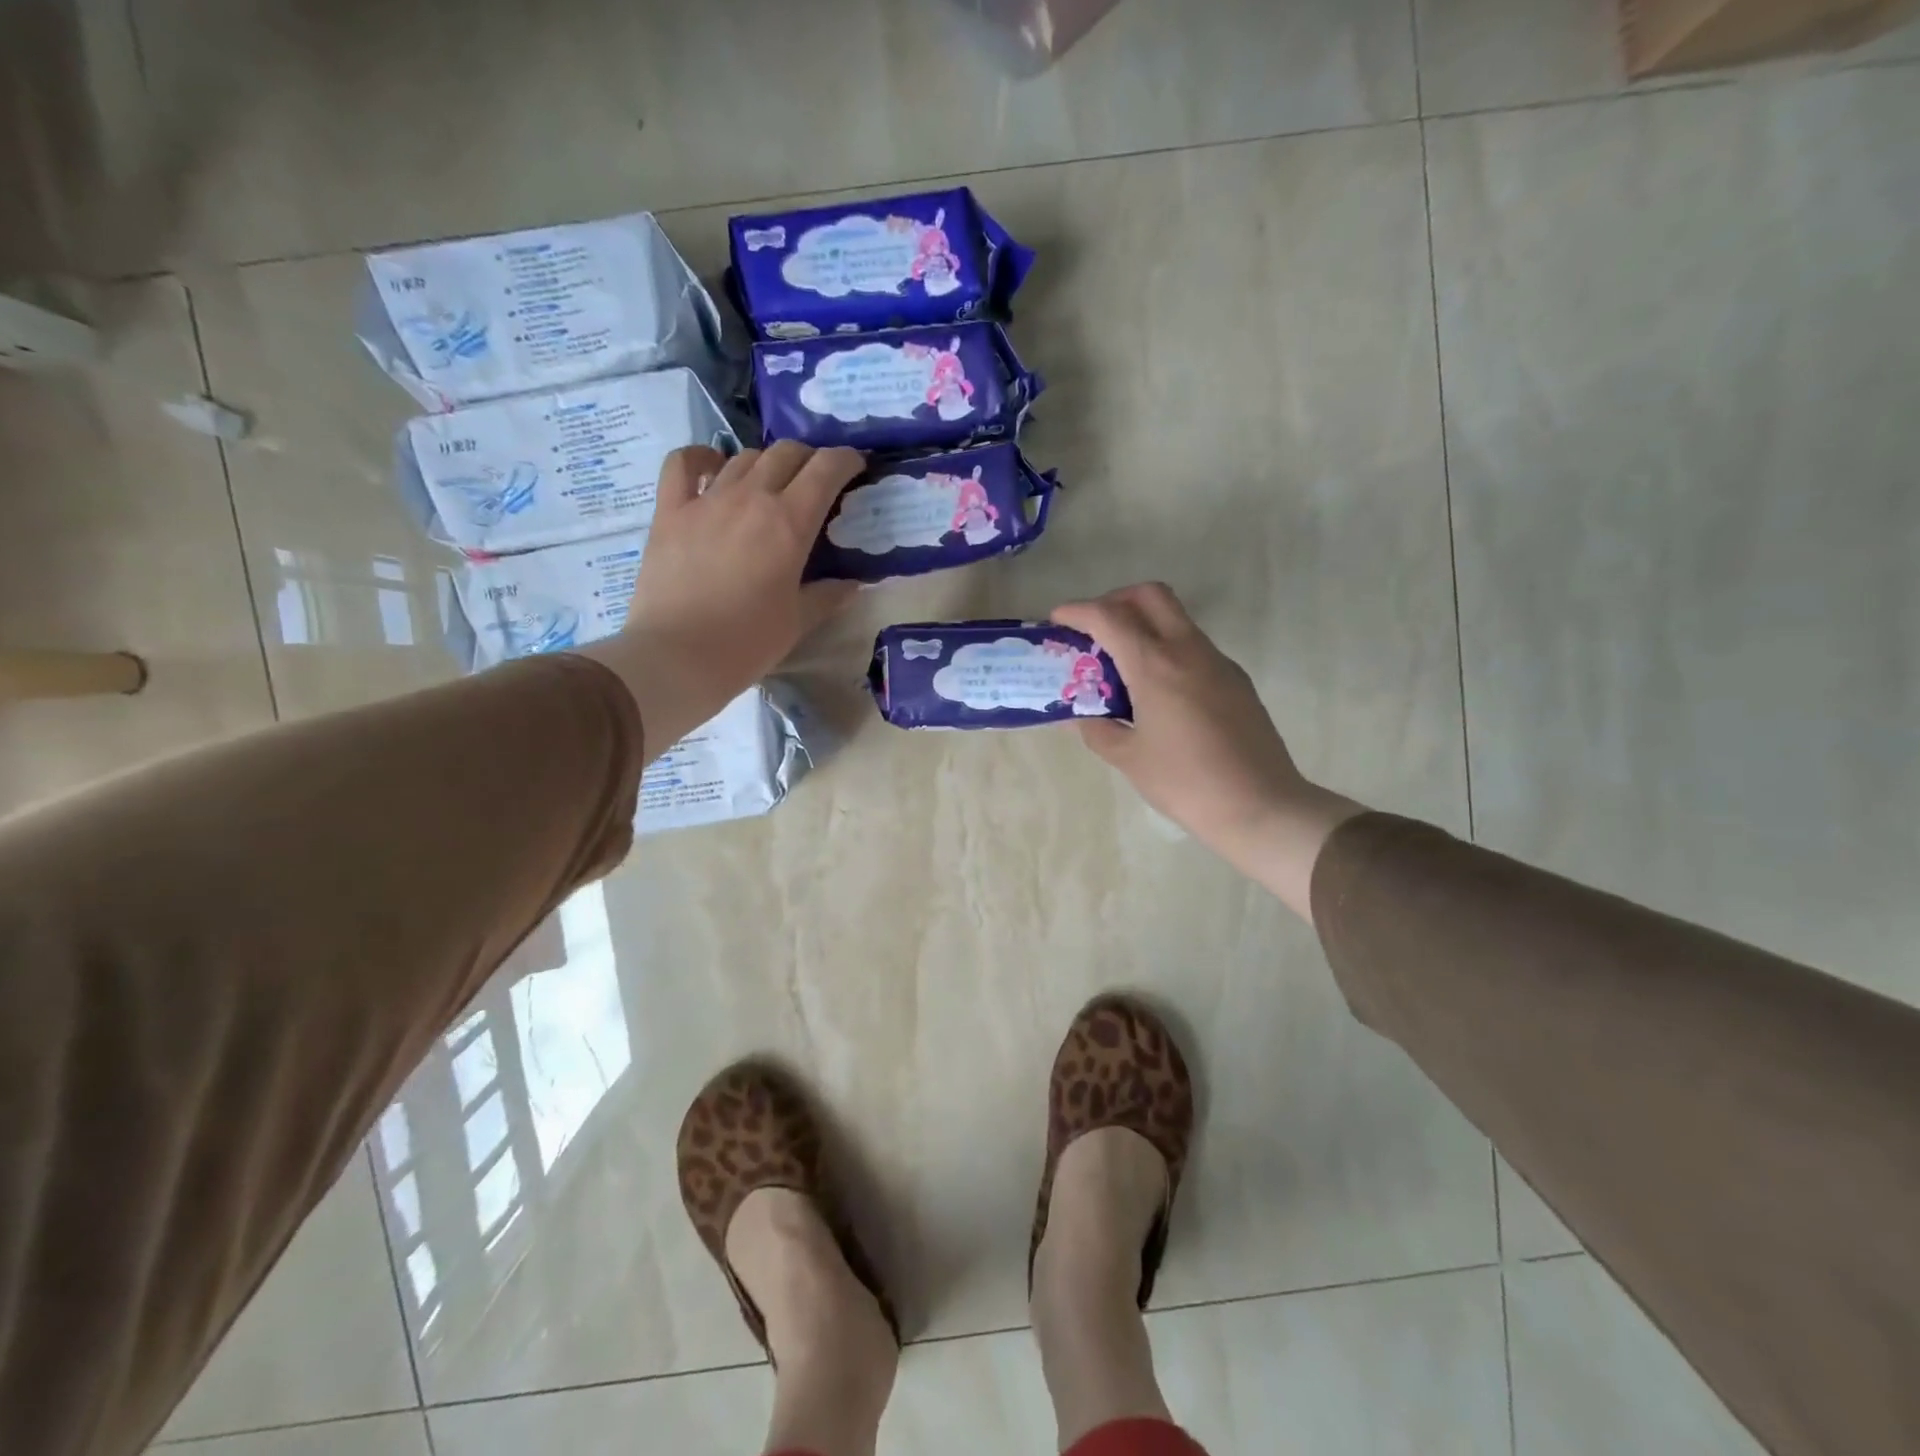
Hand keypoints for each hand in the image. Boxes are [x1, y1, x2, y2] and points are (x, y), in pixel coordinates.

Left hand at [580, 442, 859, 756]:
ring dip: (766, 463)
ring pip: (744, 456)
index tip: (855, 468)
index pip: (826, 469)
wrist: (677, 657)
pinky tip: (714, 468)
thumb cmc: (747, 643)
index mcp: (790, 523)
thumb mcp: (798, 622)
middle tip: (816, 482)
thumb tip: (852, 584)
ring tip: (771, 485)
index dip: (846, 460)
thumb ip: (828, 595)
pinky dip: (703, 458)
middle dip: (809, 459)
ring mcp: (707, 500)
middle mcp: (751, 497)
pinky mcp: (670, 510)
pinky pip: (684, 463)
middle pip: (786, 453)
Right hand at [1050, 583, 1361, 919]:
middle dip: (1115, 600)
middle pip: (1150, 595)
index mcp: (1156, 666)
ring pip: (1176, 618)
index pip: (1109, 617)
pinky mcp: (1235, 679)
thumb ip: (1097, 729)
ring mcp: (1217, 662)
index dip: (1077, 611)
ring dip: (1143, 624)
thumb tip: (1077, 716)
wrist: (1260, 805)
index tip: (1057, 620)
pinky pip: (1193, 646)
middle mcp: (1188, 651)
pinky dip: (1166, 648)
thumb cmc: (1185, 783)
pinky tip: (1156, 690)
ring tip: (1120, 663)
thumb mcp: (1129, 759)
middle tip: (1094, 628)